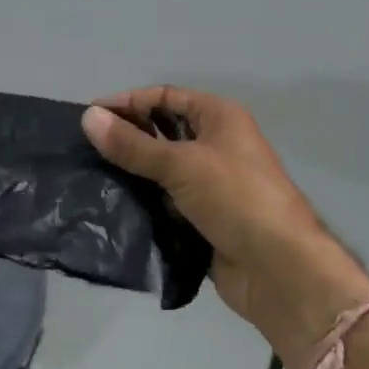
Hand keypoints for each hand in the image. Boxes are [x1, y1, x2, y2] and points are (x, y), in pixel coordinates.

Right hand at [82, 87, 368, 367]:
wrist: (280, 271)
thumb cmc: (236, 198)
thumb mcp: (181, 164)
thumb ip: (132, 144)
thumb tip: (87, 117)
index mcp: (219, 117)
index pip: (166, 96)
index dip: (129, 102)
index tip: (90, 115)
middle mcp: (217, 144)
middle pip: (164, 130)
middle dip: (129, 136)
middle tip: (87, 147)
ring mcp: (212, 183)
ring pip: (163, 168)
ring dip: (134, 170)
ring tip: (92, 174)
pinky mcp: (205, 218)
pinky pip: (167, 200)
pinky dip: (145, 200)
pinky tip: (114, 204)